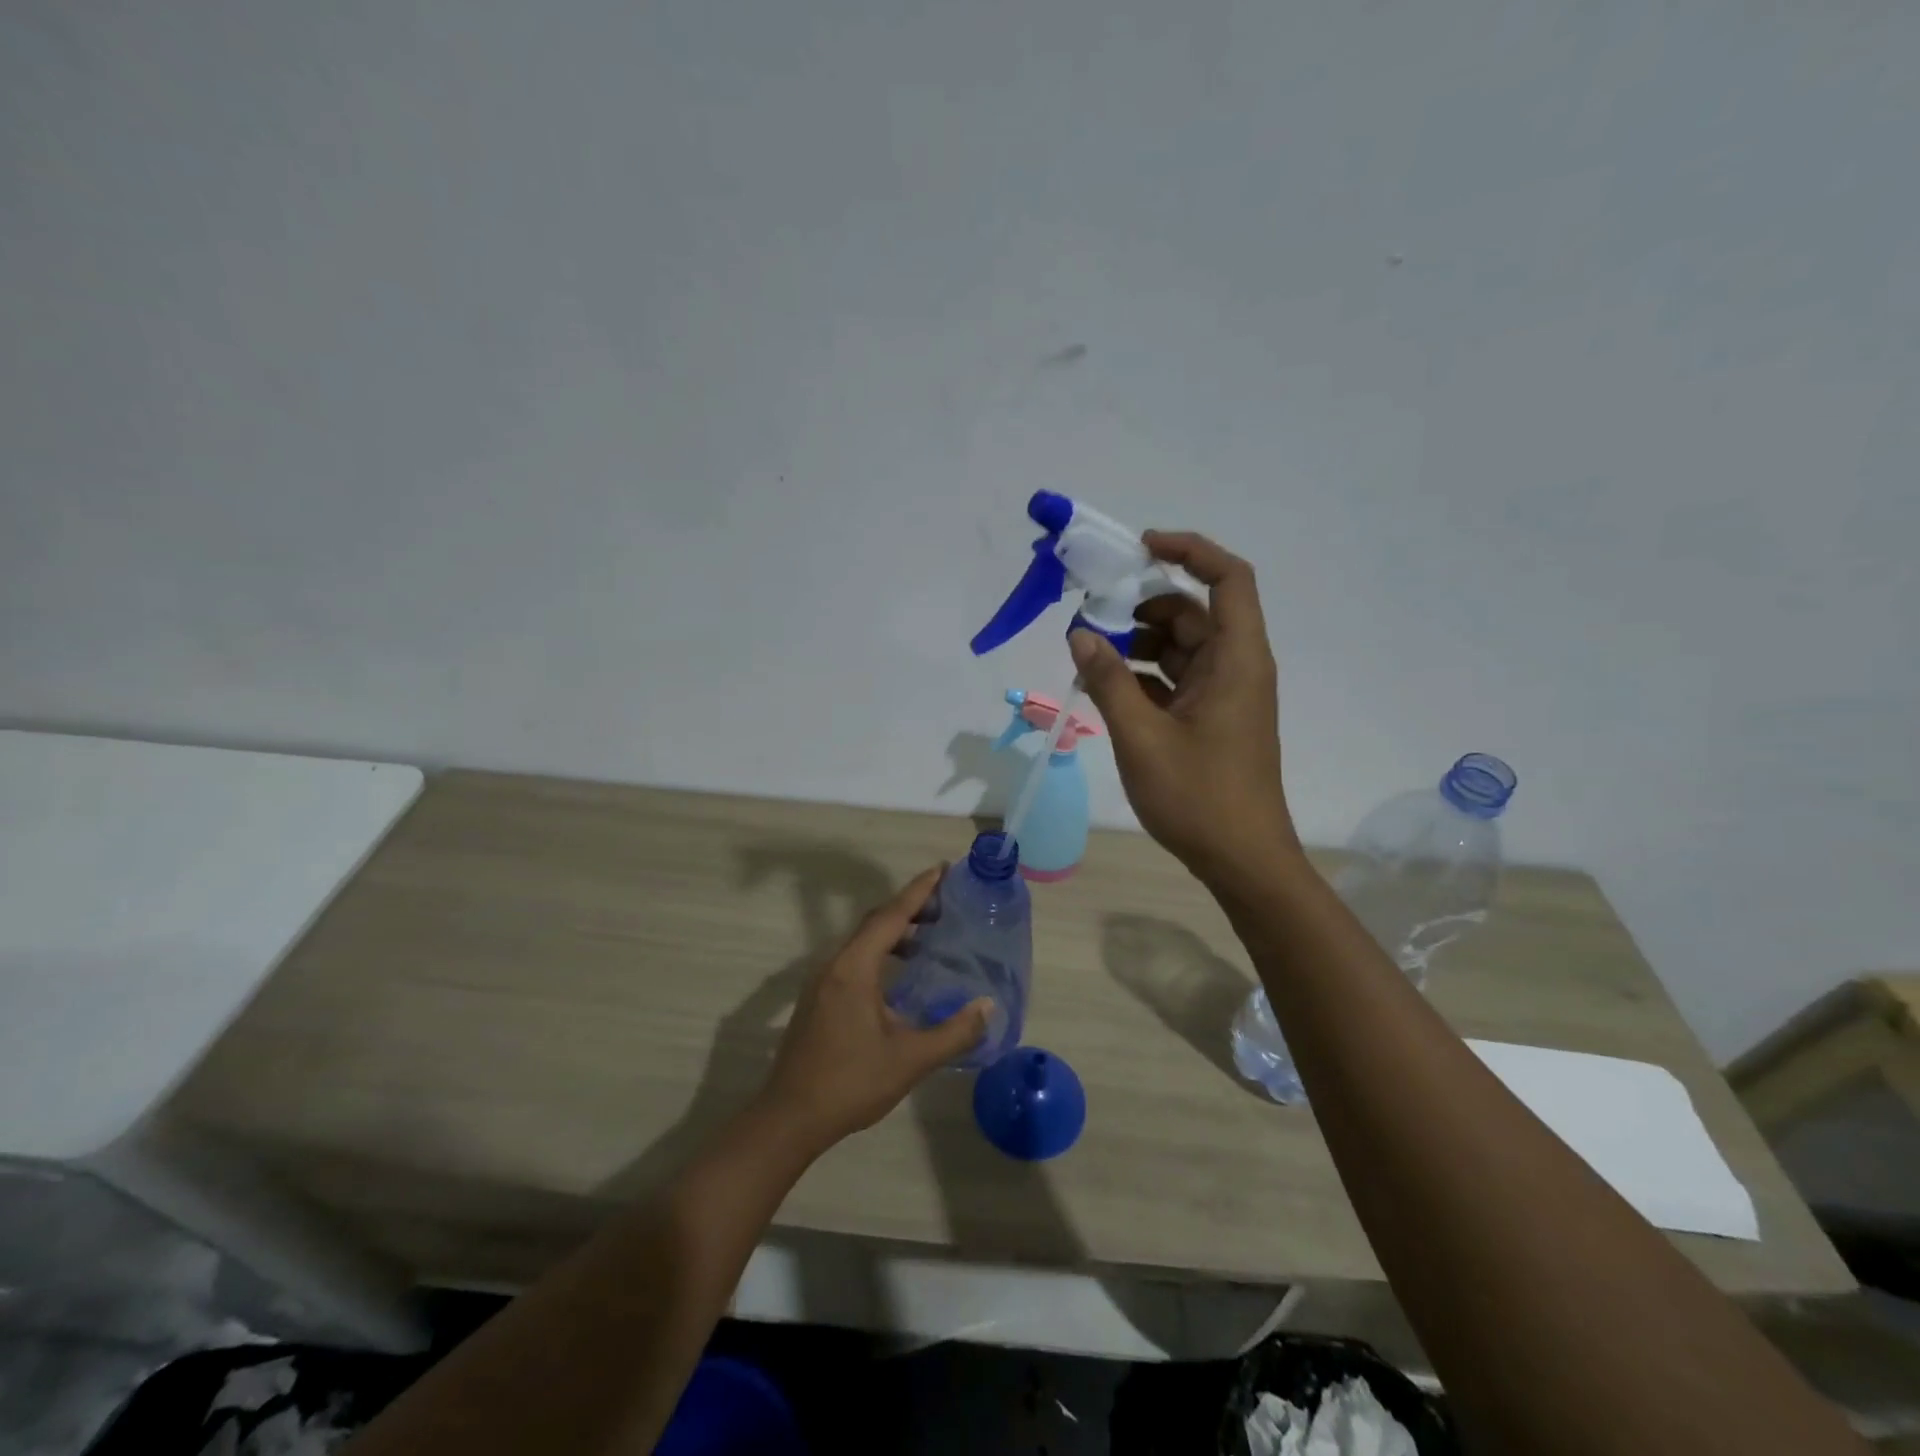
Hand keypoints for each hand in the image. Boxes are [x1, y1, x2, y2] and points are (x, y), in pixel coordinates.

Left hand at [758, 866, 989, 1150]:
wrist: (790, 1117)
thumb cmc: (850, 1083)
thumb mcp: (910, 1059)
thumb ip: (953, 1032)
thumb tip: (988, 1006)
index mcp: (855, 968)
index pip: (891, 916)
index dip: (919, 890)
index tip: (943, 869)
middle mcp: (835, 964)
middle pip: (876, 921)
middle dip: (910, 906)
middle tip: (945, 903)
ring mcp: (823, 980)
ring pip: (863, 940)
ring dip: (895, 931)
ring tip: (930, 935)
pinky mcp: (819, 997)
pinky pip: (855, 957)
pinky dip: (881, 951)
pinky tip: (901, 974)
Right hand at [1069, 531, 1298, 887]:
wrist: (1242, 860)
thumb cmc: (1199, 797)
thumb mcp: (1142, 736)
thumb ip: (1109, 680)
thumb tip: (1080, 633)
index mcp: (1237, 659)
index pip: (1228, 578)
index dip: (1189, 550)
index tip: (1140, 548)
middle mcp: (1236, 667)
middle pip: (1193, 612)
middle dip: (1143, 605)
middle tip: (1091, 615)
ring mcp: (1225, 695)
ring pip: (1181, 647)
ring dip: (1138, 643)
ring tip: (1089, 655)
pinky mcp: (1211, 719)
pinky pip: (1176, 680)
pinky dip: (1143, 676)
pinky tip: (1105, 688)